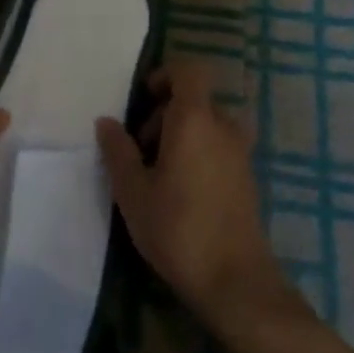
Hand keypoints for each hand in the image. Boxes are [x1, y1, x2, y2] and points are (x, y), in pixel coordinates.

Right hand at [96, 61, 296, 333]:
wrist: (236, 281)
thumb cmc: (178, 229)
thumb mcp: (133, 192)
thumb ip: (118, 151)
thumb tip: (106, 122)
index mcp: (195, 120)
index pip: (189, 70)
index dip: (165, 75)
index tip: (143, 100)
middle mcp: (223, 127)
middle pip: (194, 100)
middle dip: (164, 114)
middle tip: (139, 150)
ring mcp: (240, 153)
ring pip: (207, 125)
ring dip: (181, 136)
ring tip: (157, 174)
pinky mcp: (247, 178)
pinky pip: (219, 147)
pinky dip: (198, 154)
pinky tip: (180, 192)